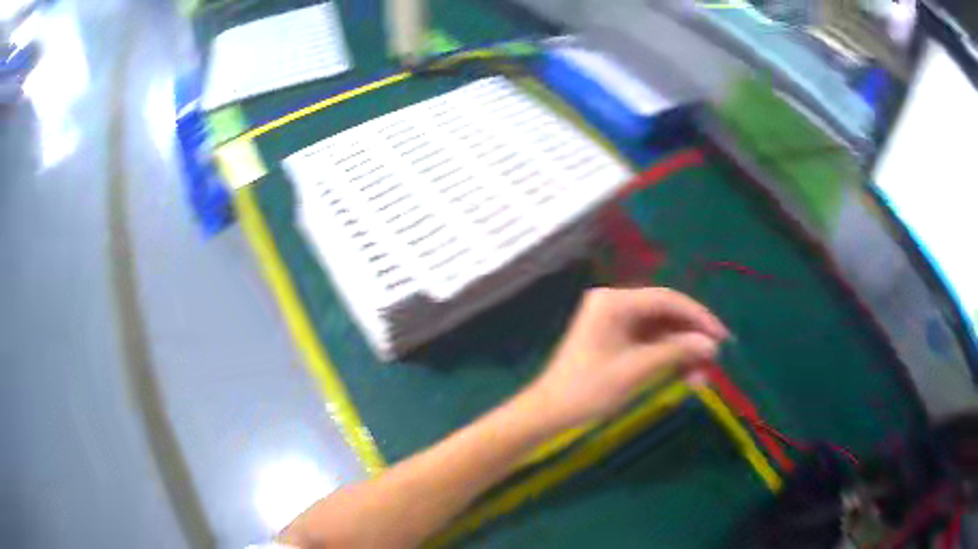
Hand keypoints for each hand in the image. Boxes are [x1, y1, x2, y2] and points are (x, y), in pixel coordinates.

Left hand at [528, 287, 727, 429]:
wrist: (550, 412)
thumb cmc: (588, 389)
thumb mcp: (636, 370)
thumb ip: (676, 352)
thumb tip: (711, 344)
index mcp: (614, 302)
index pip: (667, 299)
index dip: (698, 316)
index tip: (721, 336)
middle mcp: (615, 303)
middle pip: (665, 313)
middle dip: (691, 336)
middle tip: (714, 358)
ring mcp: (614, 321)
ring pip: (660, 330)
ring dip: (681, 350)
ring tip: (701, 375)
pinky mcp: (615, 339)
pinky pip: (649, 342)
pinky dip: (667, 357)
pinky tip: (685, 374)